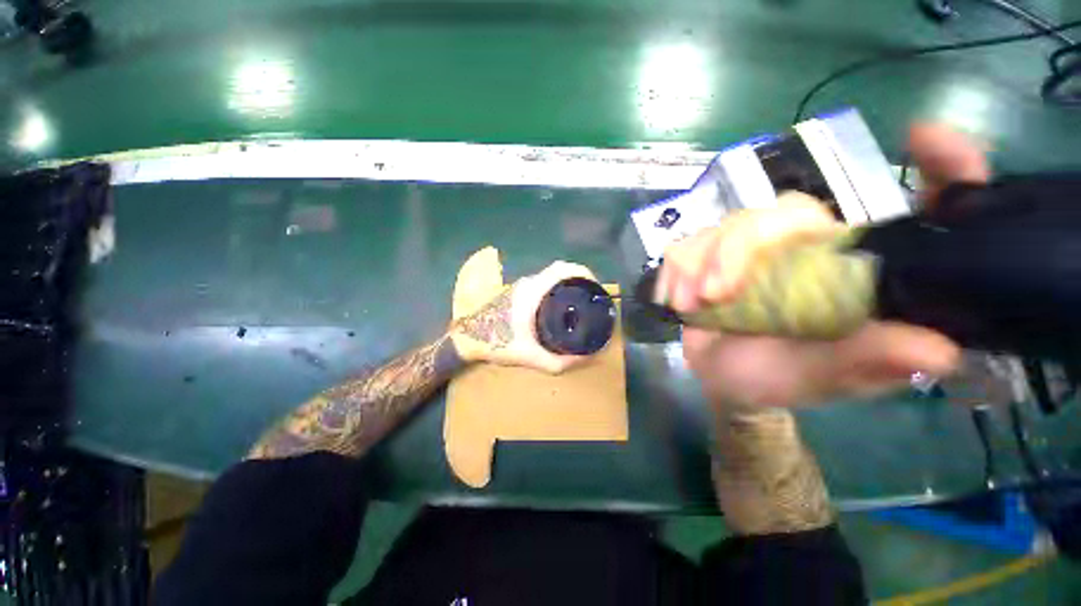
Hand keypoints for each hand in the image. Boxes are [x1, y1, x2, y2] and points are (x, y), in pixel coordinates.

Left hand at [449, 261, 596, 373]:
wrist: (468, 338)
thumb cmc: (497, 344)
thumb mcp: (531, 357)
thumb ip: (560, 362)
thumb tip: (587, 358)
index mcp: (532, 292)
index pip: (562, 269)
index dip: (583, 272)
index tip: (595, 286)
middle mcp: (528, 283)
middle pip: (559, 271)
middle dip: (579, 280)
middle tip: (591, 297)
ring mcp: (521, 285)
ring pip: (550, 276)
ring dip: (567, 284)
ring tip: (580, 301)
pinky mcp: (518, 291)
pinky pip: (543, 283)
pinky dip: (556, 288)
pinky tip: (560, 306)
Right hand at [665, 124, 981, 408]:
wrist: (720, 378)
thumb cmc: (776, 378)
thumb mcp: (820, 379)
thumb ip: (866, 361)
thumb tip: (938, 350)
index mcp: (857, 274)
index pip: (919, 211)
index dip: (940, 169)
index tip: (923, 138)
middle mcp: (813, 249)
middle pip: (784, 211)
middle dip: (739, 249)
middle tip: (717, 295)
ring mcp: (758, 248)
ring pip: (728, 224)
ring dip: (701, 265)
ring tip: (693, 305)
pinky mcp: (714, 254)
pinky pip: (689, 243)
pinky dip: (678, 272)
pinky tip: (680, 300)